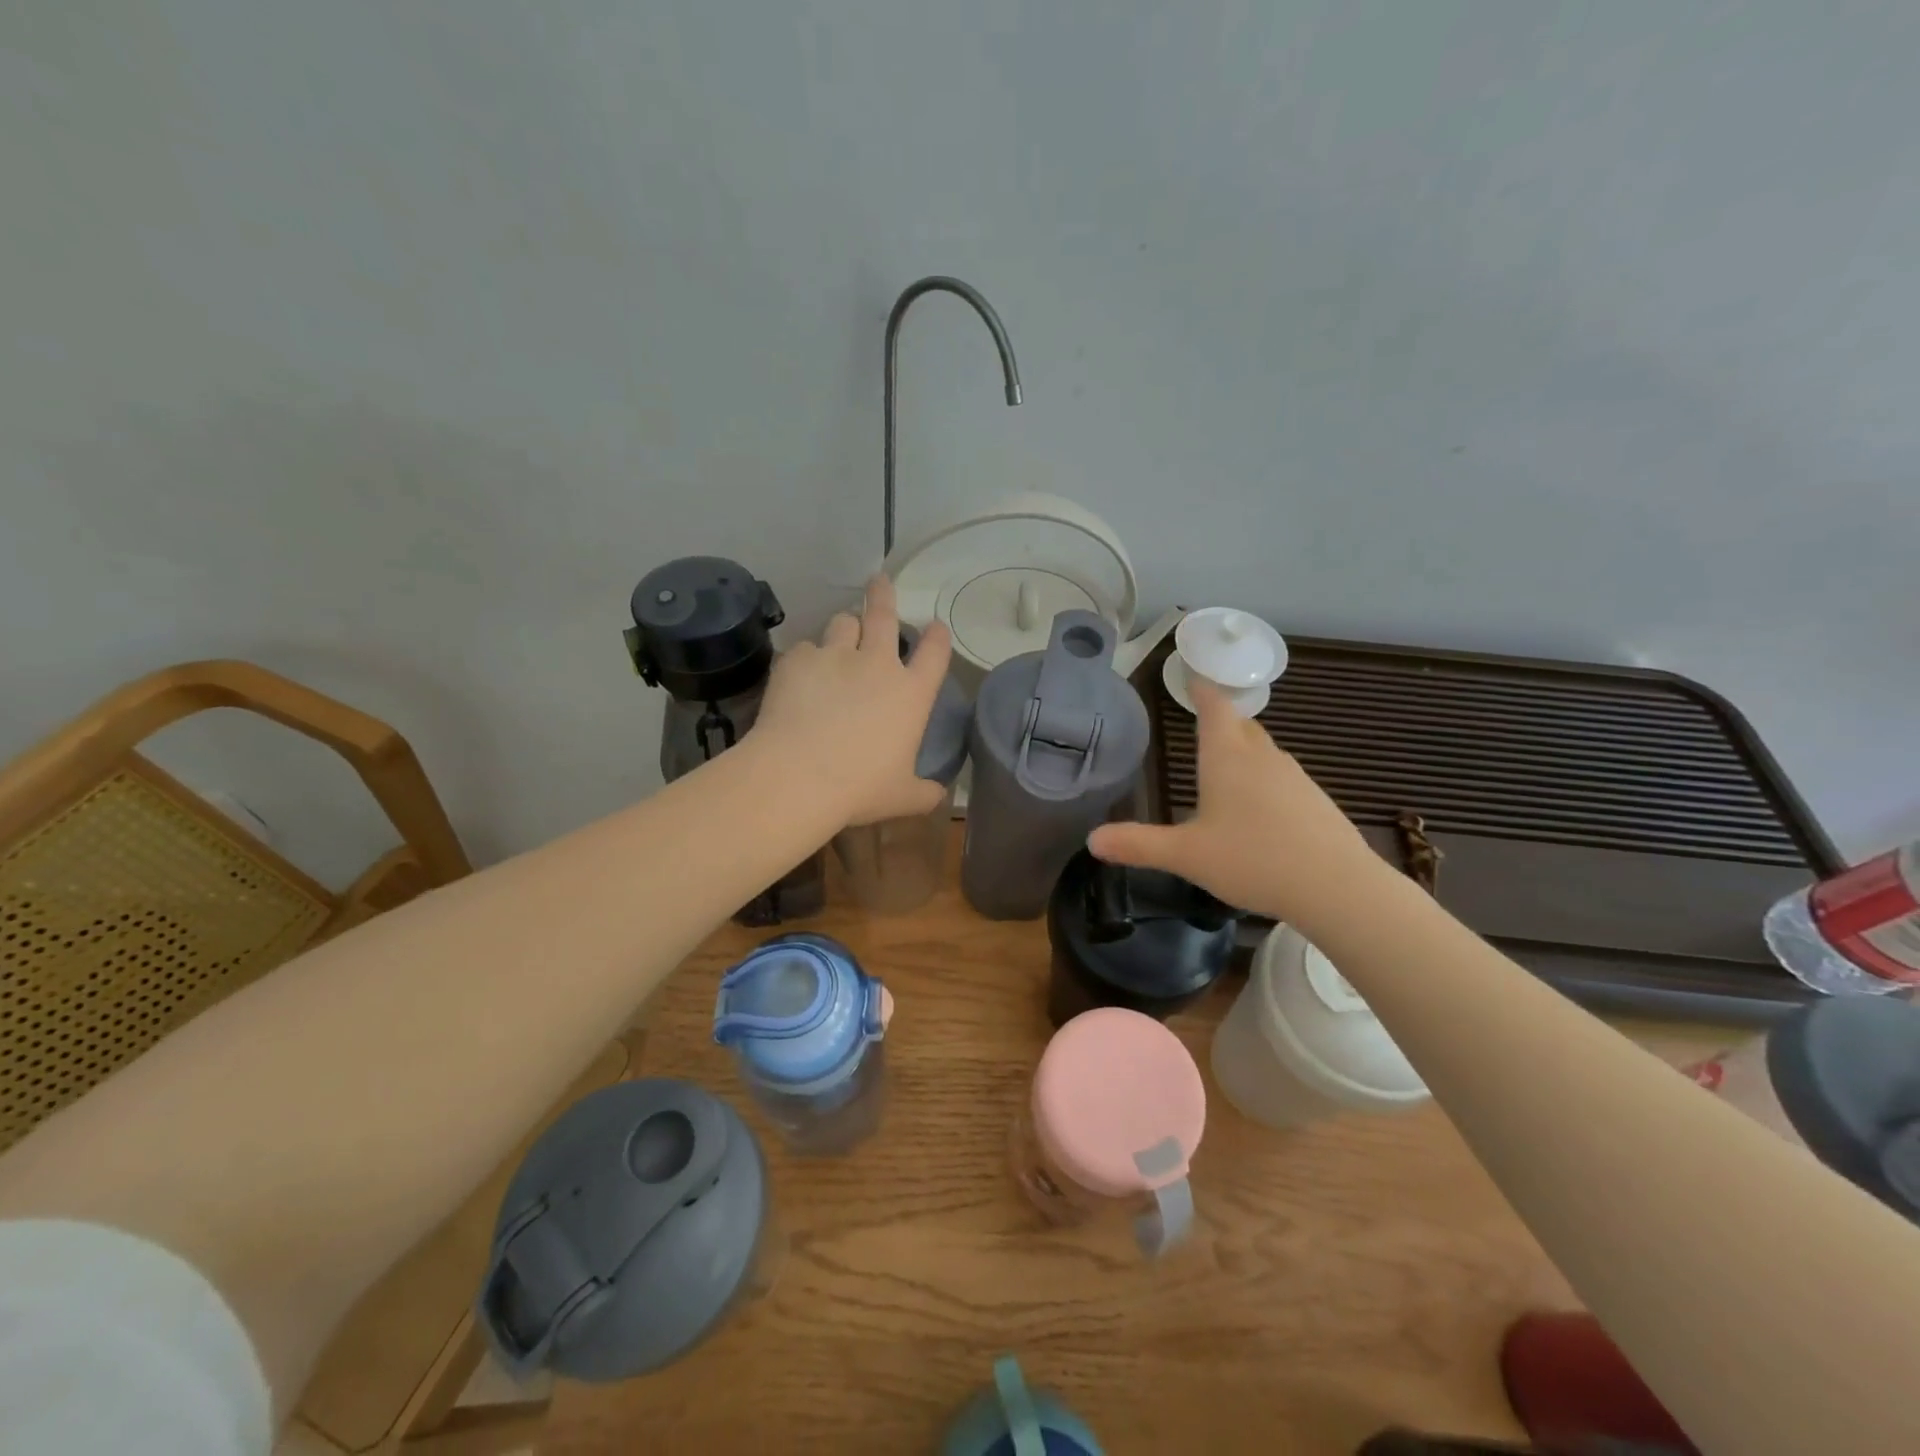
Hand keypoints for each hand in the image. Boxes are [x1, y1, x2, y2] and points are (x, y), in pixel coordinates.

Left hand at [755, 576, 953, 827]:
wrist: (798, 777)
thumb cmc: (860, 788)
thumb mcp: (902, 797)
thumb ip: (925, 792)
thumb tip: (940, 795)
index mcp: (911, 693)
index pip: (935, 653)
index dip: (937, 636)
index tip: (935, 627)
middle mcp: (877, 664)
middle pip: (884, 615)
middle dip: (884, 594)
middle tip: (880, 581)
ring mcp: (835, 657)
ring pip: (842, 623)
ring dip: (845, 627)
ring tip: (840, 636)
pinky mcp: (797, 661)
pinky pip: (804, 649)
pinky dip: (807, 659)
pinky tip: (800, 677)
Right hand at [1087, 678, 1386, 925]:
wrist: (1336, 887)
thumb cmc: (1252, 859)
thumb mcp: (1185, 856)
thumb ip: (1138, 845)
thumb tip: (1092, 840)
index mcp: (1227, 758)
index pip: (1214, 708)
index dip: (1202, 690)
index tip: (1194, 675)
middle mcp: (1263, 758)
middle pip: (1243, 726)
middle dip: (1224, 719)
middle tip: (1206, 722)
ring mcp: (1295, 778)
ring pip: (1265, 752)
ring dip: (1246, 750)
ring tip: (1228, 767)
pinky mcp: (1316, 802)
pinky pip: (1283, 778)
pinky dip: (1266, 781)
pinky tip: (1261, 811)